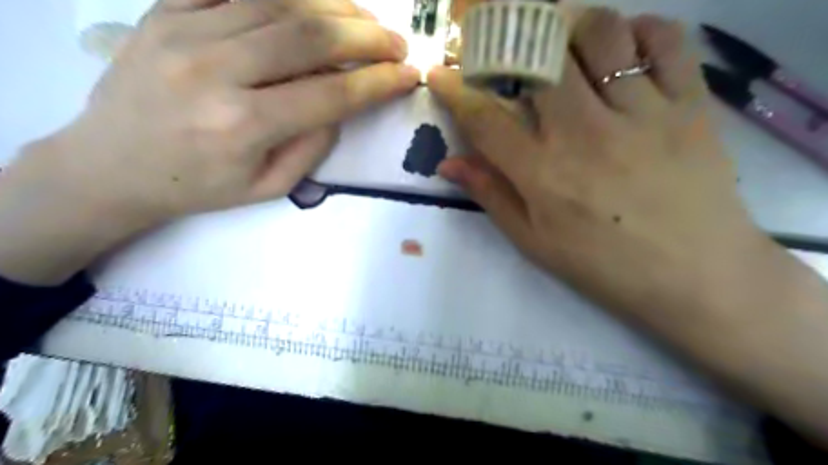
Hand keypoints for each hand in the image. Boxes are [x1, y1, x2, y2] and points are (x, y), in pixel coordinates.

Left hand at [0, 0, 420, 282]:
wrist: (110, 165)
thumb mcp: (268, 188)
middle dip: (367, 36)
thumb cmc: (199, 186)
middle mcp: (216, 70)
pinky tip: (316, 2)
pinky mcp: (166, 9)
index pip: (331, 93)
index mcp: (243, 125)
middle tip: (397, 42)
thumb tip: (342, 103)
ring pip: (280, 0)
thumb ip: (312, 146)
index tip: (409, 76)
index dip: (378, 82)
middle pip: (310, 35)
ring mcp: (186, 30)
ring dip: (335, 6)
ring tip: (366, 20)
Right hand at [433, 8, 827, 440]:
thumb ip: (491, 195)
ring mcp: (641, 113)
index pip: (485, 118)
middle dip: (507, 41)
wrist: (696, 276)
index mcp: (543, 173)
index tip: (440, 74)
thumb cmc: (604, 264)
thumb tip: (449, 163)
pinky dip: (639, 30)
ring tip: (560, 43)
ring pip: (599, 34)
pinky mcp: (689, 104)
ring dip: (569, 26)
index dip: (455, 91)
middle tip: (501, 46)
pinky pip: (666, 41)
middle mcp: (585, 133)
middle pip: (538, 59)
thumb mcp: (535, 241)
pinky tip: (623, 48)